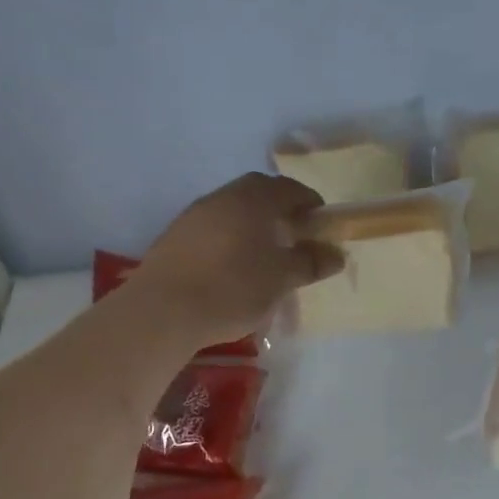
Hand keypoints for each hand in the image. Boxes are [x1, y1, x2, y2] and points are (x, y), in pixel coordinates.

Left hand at [137, 173, 342, 345]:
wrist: (163, 310)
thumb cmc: (232, 288)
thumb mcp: (281, 279)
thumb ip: (310, 263)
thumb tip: (335, 254)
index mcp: (252, 200)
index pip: (288, 188)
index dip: (309, 202)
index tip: (321, 222)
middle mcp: (222, 198)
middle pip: (258, 192)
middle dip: (280, 208)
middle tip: (296, 233)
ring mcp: (194, 215)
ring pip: (233, 209)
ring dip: (253, 222)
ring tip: (266, 252)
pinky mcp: (175, 237)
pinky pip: (213, 227)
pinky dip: (231, 237)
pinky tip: (234, 265)